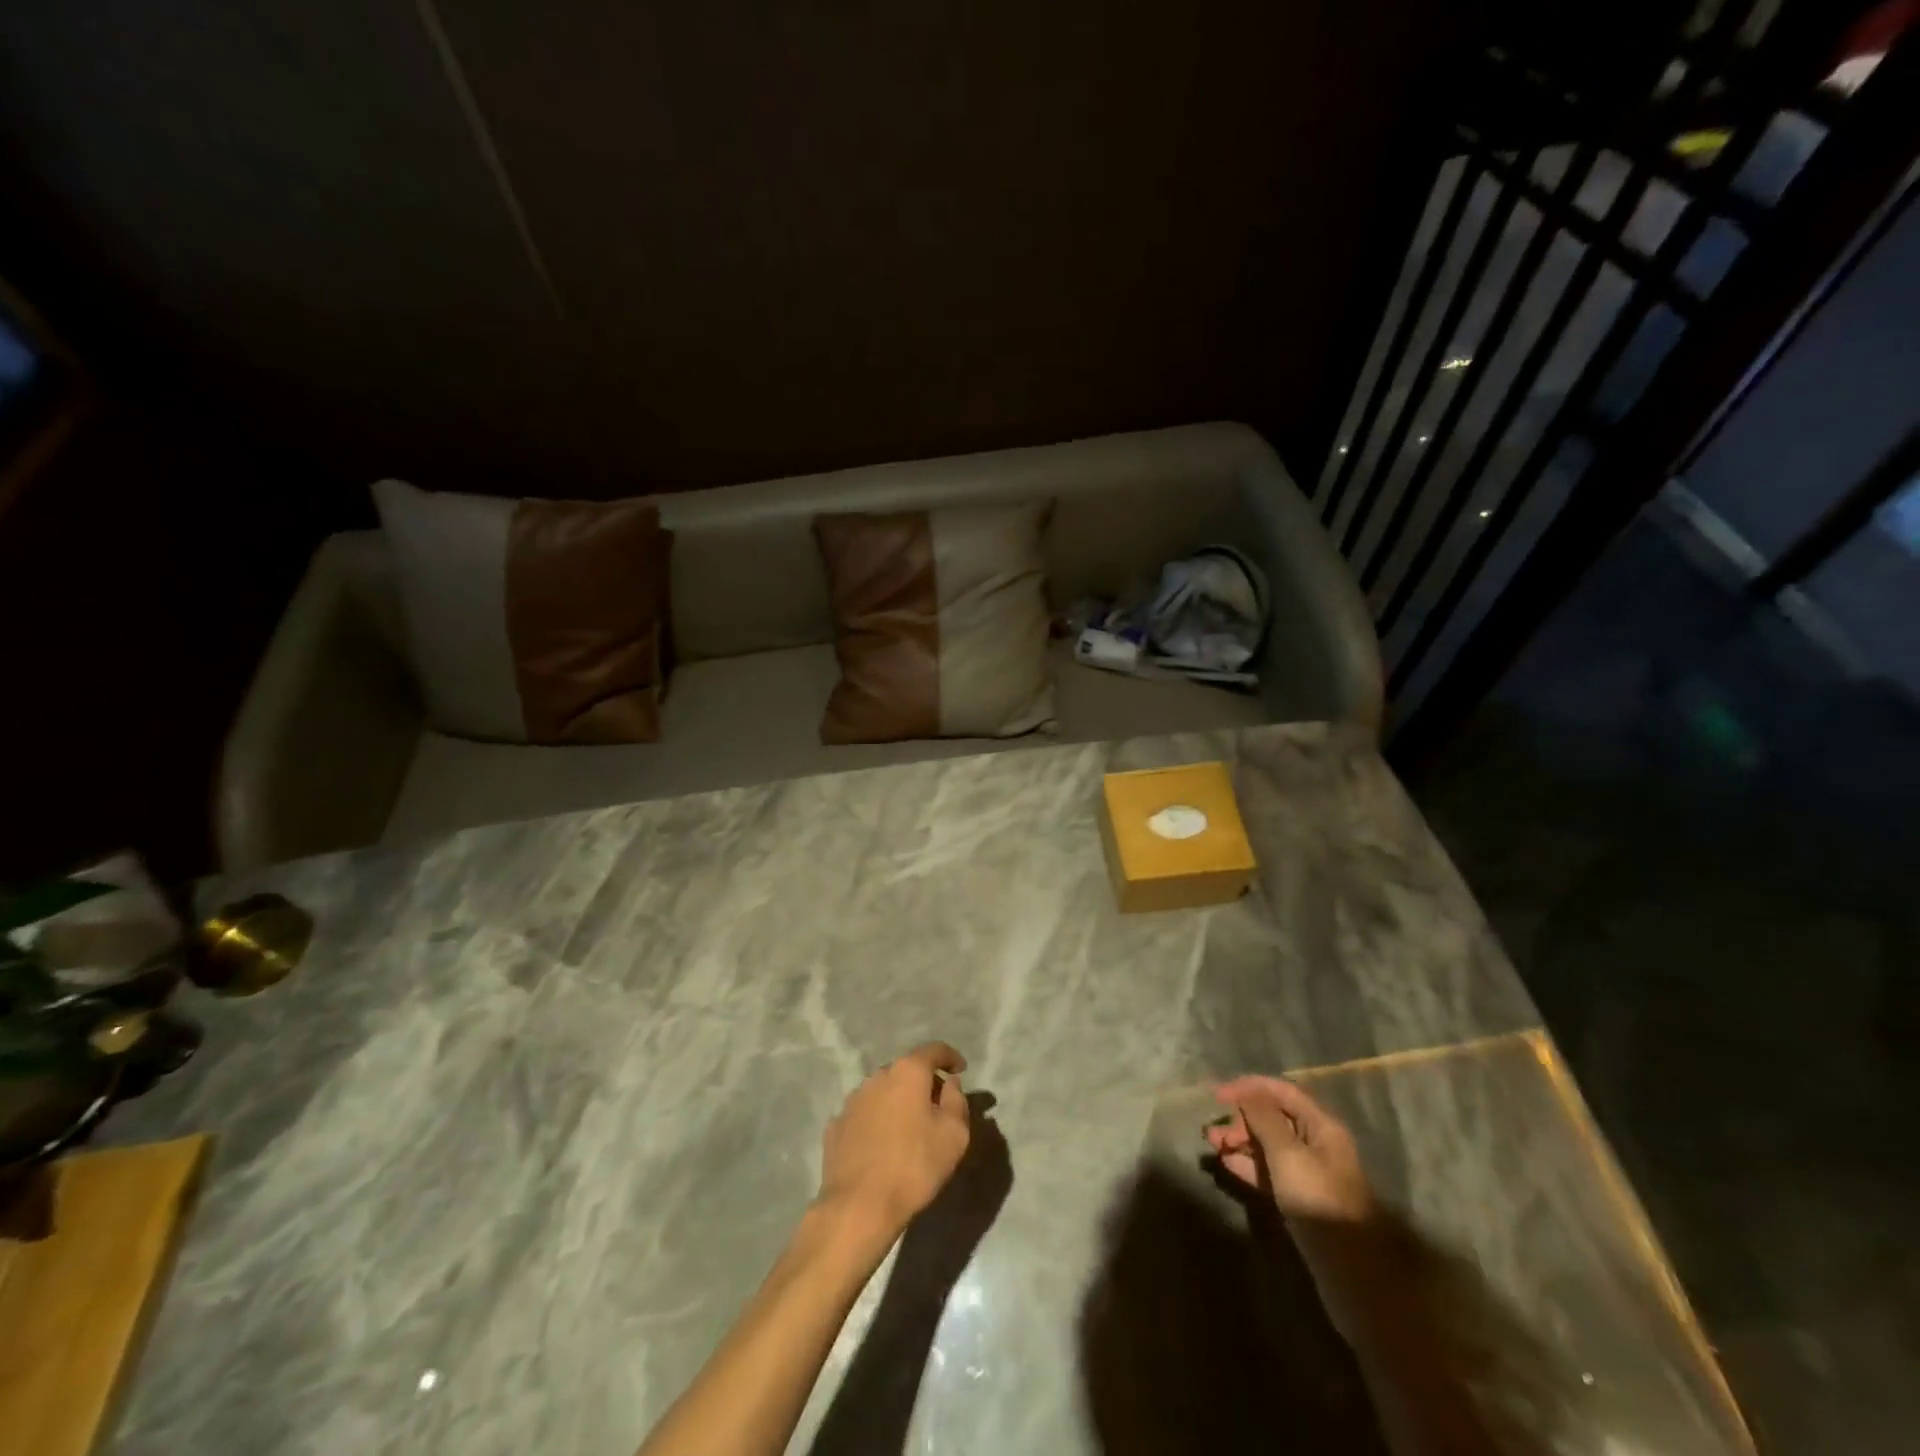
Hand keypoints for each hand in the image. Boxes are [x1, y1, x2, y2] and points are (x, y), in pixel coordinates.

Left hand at [817, 1042, 970, 1235]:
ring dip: (899, 1101)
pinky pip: (865, 1114)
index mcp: (907, 1072)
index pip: (933, 1050)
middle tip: (938, 1105)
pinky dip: (878, 1120)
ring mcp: (853, 1100)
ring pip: (883, 1091)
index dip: (950, 1057)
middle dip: (924, 1082)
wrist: (859, 1206)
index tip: (961, 1069)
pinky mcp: (836, 1125)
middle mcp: (877, 1076)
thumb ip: (957, 1100)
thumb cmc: (914, 1166)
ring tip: (909, 1127)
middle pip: (907, 1070)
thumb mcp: (954, 1135)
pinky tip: (883, 1144)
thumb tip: (950, 1083)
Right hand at [1207, 1074, 1375, 1223]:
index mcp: (1321, 1126)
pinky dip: (1247, 1164)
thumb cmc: (1320, 1200)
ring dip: (1240, 1140)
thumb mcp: (1288, 1154)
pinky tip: (1226, 1164)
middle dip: (1241, 1118)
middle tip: (1214, 1130)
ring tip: (1212, 1144)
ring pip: (1268, 1144)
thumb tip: (1244, 1093)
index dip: (1249, 1087)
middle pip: (1273, 1117)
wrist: (1353, 1271)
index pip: (1282, 1091)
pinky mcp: (1299, 1197)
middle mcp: (1315, 1143)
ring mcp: (1307, 1172)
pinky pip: (1269, 1170)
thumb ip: (1264, 1119)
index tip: (1217, 1095)